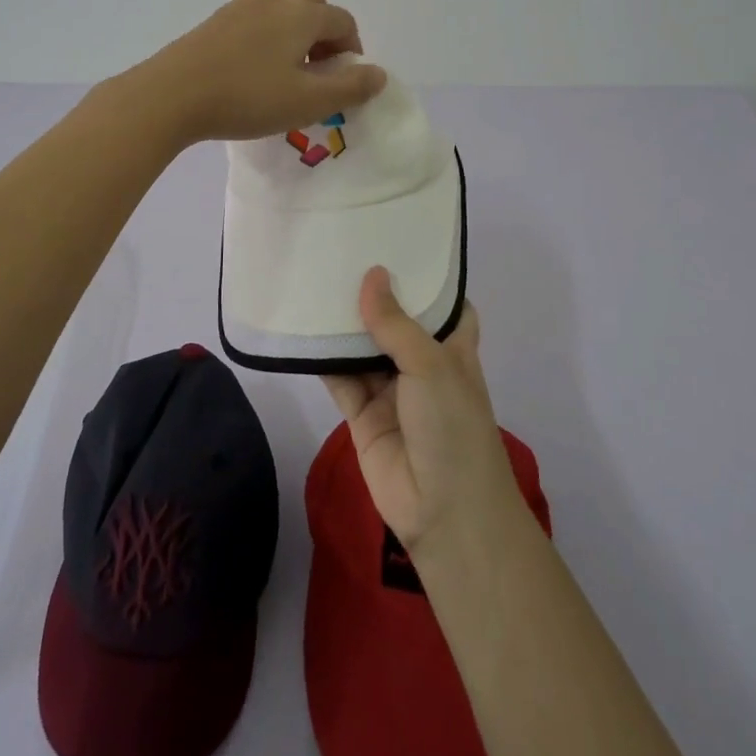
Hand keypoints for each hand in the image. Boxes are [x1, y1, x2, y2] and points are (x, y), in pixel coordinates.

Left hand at [128, 0, 387, 146]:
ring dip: (296, 35)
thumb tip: (379, 74)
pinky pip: (257, 19)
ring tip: (286, 73)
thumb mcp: (308, 102)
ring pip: (284, 11)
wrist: (172, 94)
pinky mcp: (216, 18)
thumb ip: (350, 87)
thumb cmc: (248, 98)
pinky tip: (254, 70)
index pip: (344, 22)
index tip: (343, 82)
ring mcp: (241, 4)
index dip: (352, 51)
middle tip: (317, 74)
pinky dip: (269, 36)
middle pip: (315, 7)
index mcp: (302, 12)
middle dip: (325, 37)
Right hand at [323, 268, 525, 563]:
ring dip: (344, 324)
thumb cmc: (453, 426)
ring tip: (316, 279)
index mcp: (452, 347)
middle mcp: (422, 364)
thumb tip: (371, 274)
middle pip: (395, 322)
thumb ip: (396, 323)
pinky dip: (323, 359)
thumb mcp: (432, 365)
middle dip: (374, 294)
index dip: (424, 277)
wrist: (445, 512)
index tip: (398, 243)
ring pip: (363, 348)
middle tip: (342, 251)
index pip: (443, 304)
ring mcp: (391, 390)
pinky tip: (302, 329)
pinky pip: (340, 379)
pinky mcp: (362, 414)